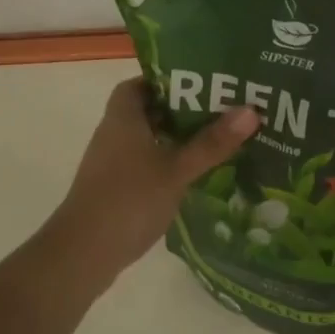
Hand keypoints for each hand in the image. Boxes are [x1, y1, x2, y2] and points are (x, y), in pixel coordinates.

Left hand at [46, 79, 259, 285]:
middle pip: (150, 111)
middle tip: (224, 110)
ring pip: (150, 140)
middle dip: (184, 110)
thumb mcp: (176, 170)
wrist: (83, 254)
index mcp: (123, 117)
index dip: (169, 80)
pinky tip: (197, 174)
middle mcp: (114, 133)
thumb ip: (212, 142)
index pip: (142, 83)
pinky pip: (147, 164)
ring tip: (220, 140)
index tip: (204, 84)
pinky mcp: (117, 189)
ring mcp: (113, 163)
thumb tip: (251, 110)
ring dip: (179, 139)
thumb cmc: (128, 200)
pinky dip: (170, 164)